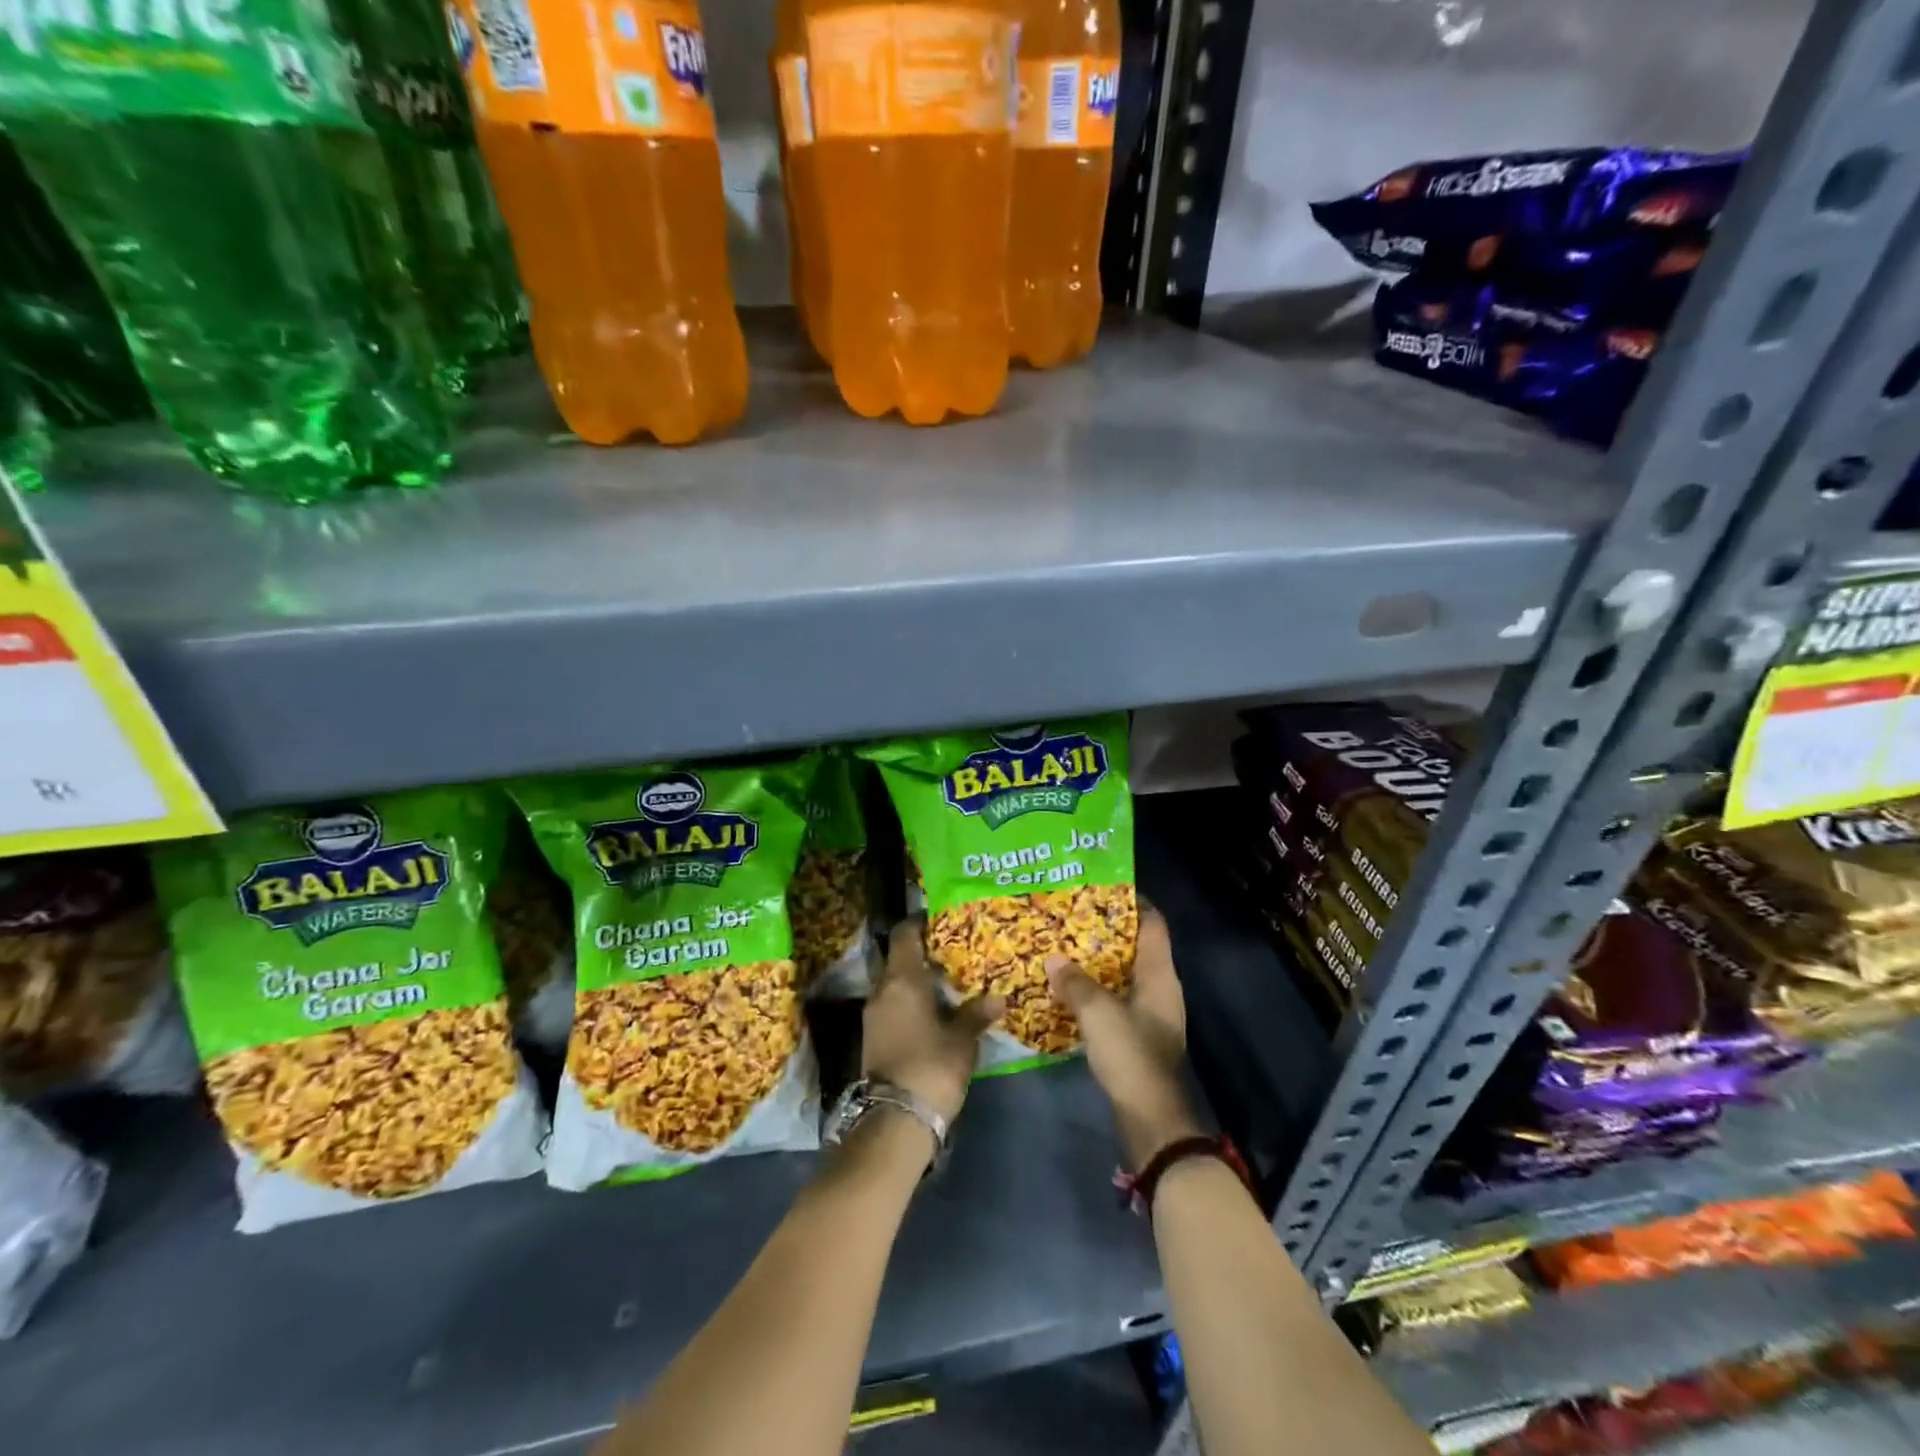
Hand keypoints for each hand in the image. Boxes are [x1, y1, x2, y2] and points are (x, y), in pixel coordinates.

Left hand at [863, 919, 1003, 1126]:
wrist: (895, 1120)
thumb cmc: (932, 1067)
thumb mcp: (962, 1040)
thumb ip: (976, 1014)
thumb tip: (998, 998)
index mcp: (902, 980)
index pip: (904, 935)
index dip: (920, 923)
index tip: (941, 919)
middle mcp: (882, 990)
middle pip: (899, 958)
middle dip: (924, 954)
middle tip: (955, 953)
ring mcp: (873, 1015)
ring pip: (895, 984)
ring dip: (918, 981)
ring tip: (949, 983)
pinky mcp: (873, 1037)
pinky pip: (893, 1005)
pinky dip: (911, 1002)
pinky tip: (934, 1012)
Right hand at [1048, 906, 1201, 1168]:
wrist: (1150, 1120)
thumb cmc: (1131, 1056)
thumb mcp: (1099, 1014)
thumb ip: (1075, 983)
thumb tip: (1053, 958)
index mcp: (1161, 976)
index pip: (1154, 925)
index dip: (1134, 902)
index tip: (1104, 886)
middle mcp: (1160, 990)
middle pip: (1136, 947)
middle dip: (1106, 930)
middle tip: (1072, 914)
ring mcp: (1150, 1015)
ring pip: (1122, 975)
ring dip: (1097, 962)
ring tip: (1064, 946)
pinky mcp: (1137, 1037)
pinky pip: (1114, 1000)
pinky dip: (1095, 990)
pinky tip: (1067, 988)